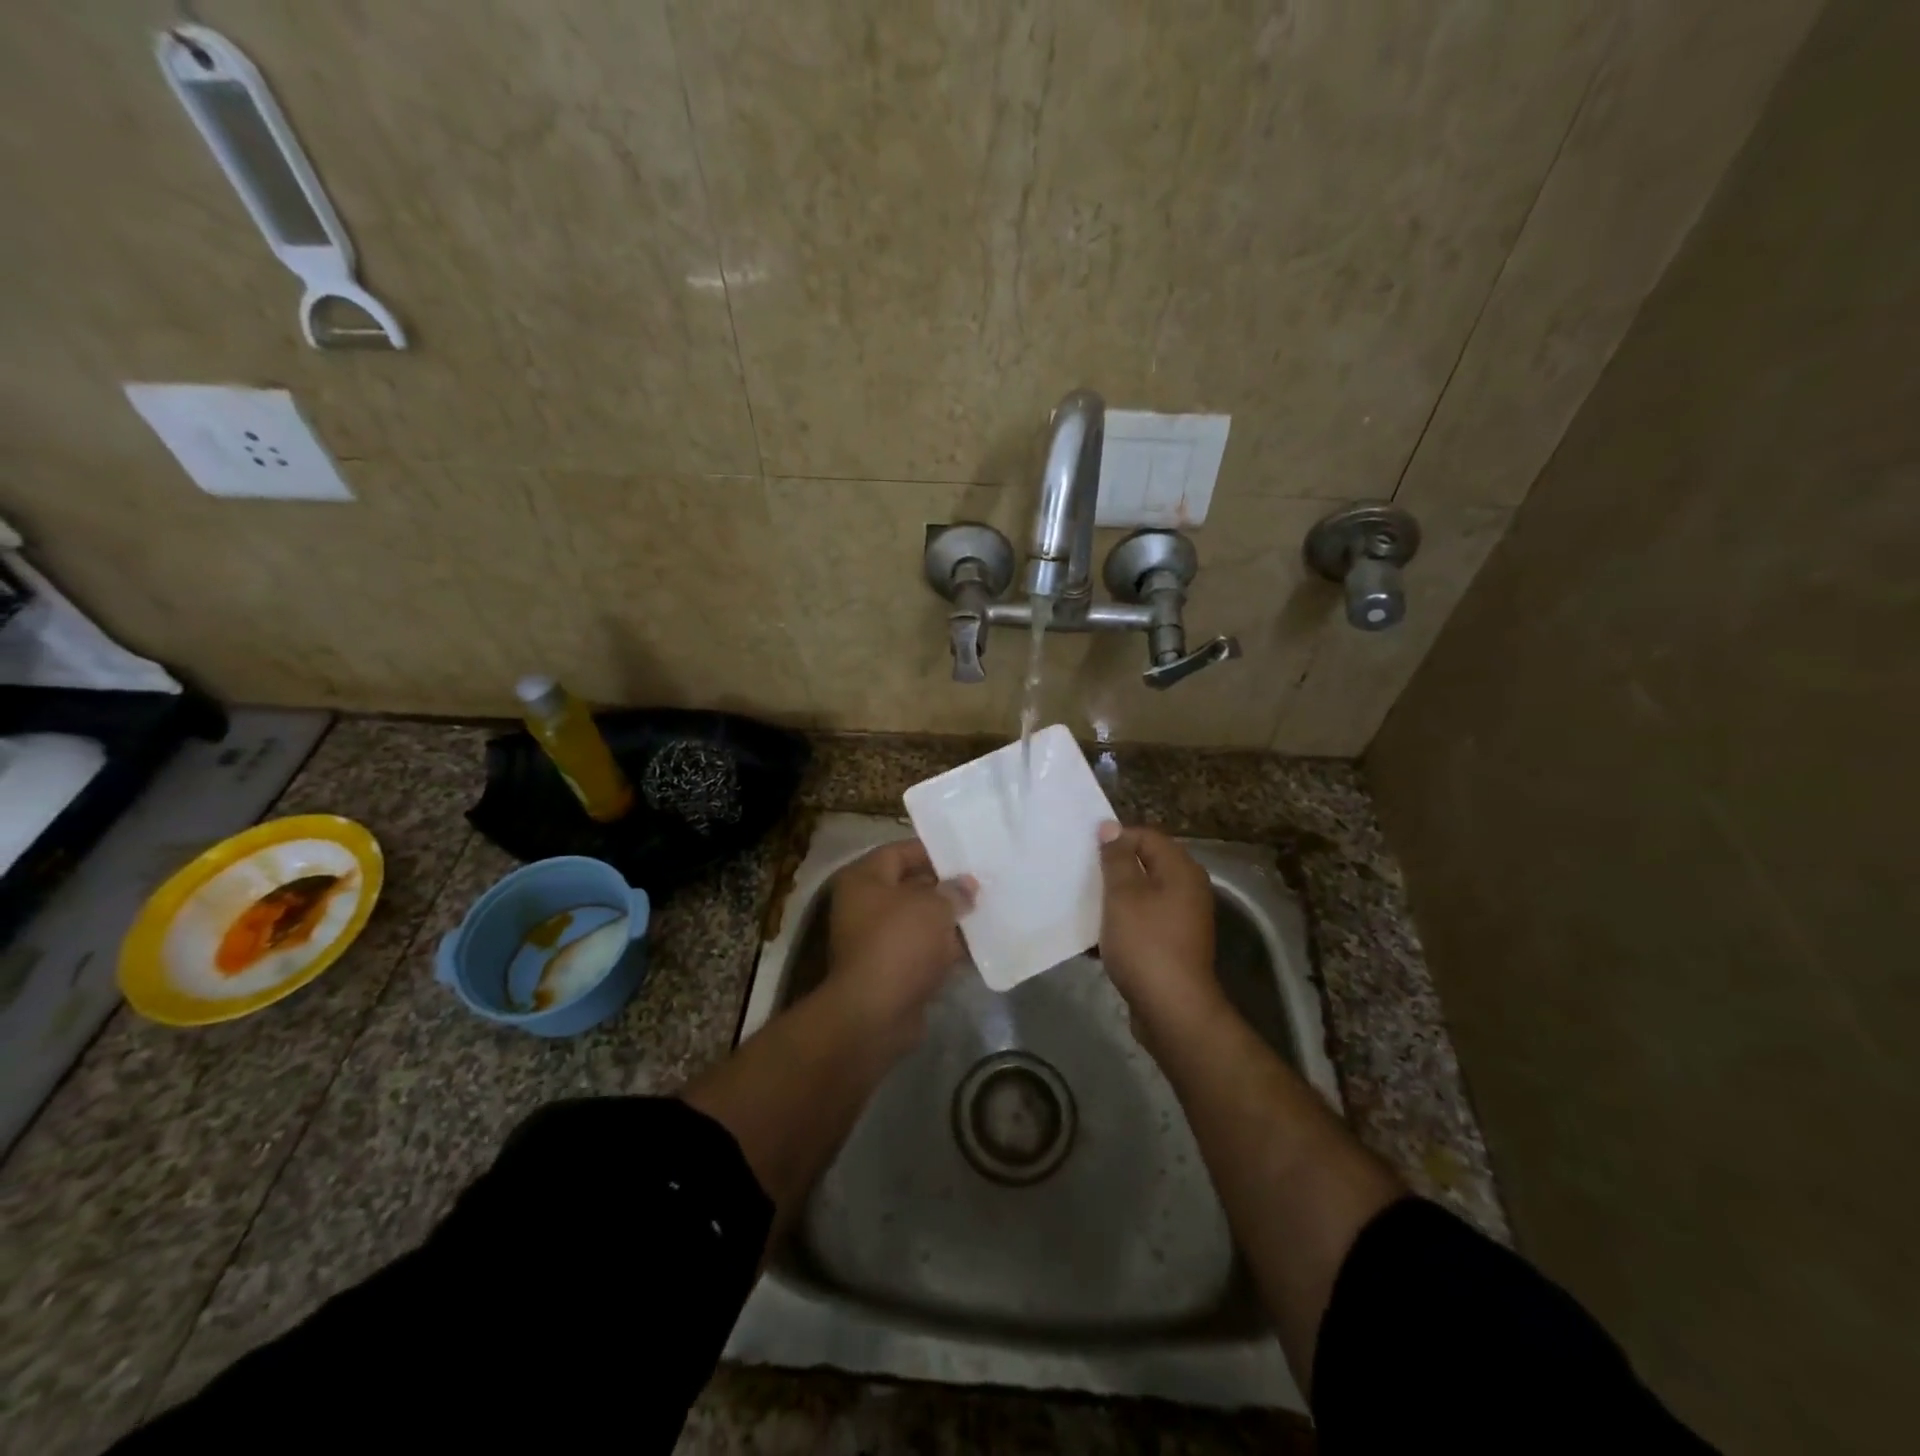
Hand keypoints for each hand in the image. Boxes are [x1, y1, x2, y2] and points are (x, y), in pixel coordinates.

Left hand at [825, 838, 974, 1039]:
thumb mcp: (933, 907)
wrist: (876, 1014)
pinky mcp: (892, 970)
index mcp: (864, 880)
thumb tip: (967, 885)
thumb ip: (954, 891)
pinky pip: (924, 950)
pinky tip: (980, 945)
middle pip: (911, 887)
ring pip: (920, 921)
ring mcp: (878, 940)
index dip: (932, 851)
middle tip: (983, 884)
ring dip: (950, 919)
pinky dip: (947, 948)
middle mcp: (865, 906)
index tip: (965, 855)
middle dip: (946, 887)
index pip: (899, 852)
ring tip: (988, 911)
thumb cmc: (899, 943)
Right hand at [1097, 822, 1223, 1035]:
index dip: (1116, 839)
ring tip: (1084, 905)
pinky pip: (1143, 923)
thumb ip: (1116, 858)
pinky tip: (1096, 937)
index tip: (1086, 853)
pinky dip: (1122, 925)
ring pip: (1142, 896)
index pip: (1147, 836)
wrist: (1172, 1009)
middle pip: (1146, 865)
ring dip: (1114, 899)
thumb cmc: (1146, 944)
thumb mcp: (1123, 895)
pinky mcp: (1172, 945)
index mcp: (1181, 870)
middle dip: (1112, 869)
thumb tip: (1110, 827)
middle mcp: (1188, 890)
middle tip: (1082, 876)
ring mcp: (1182, 920)